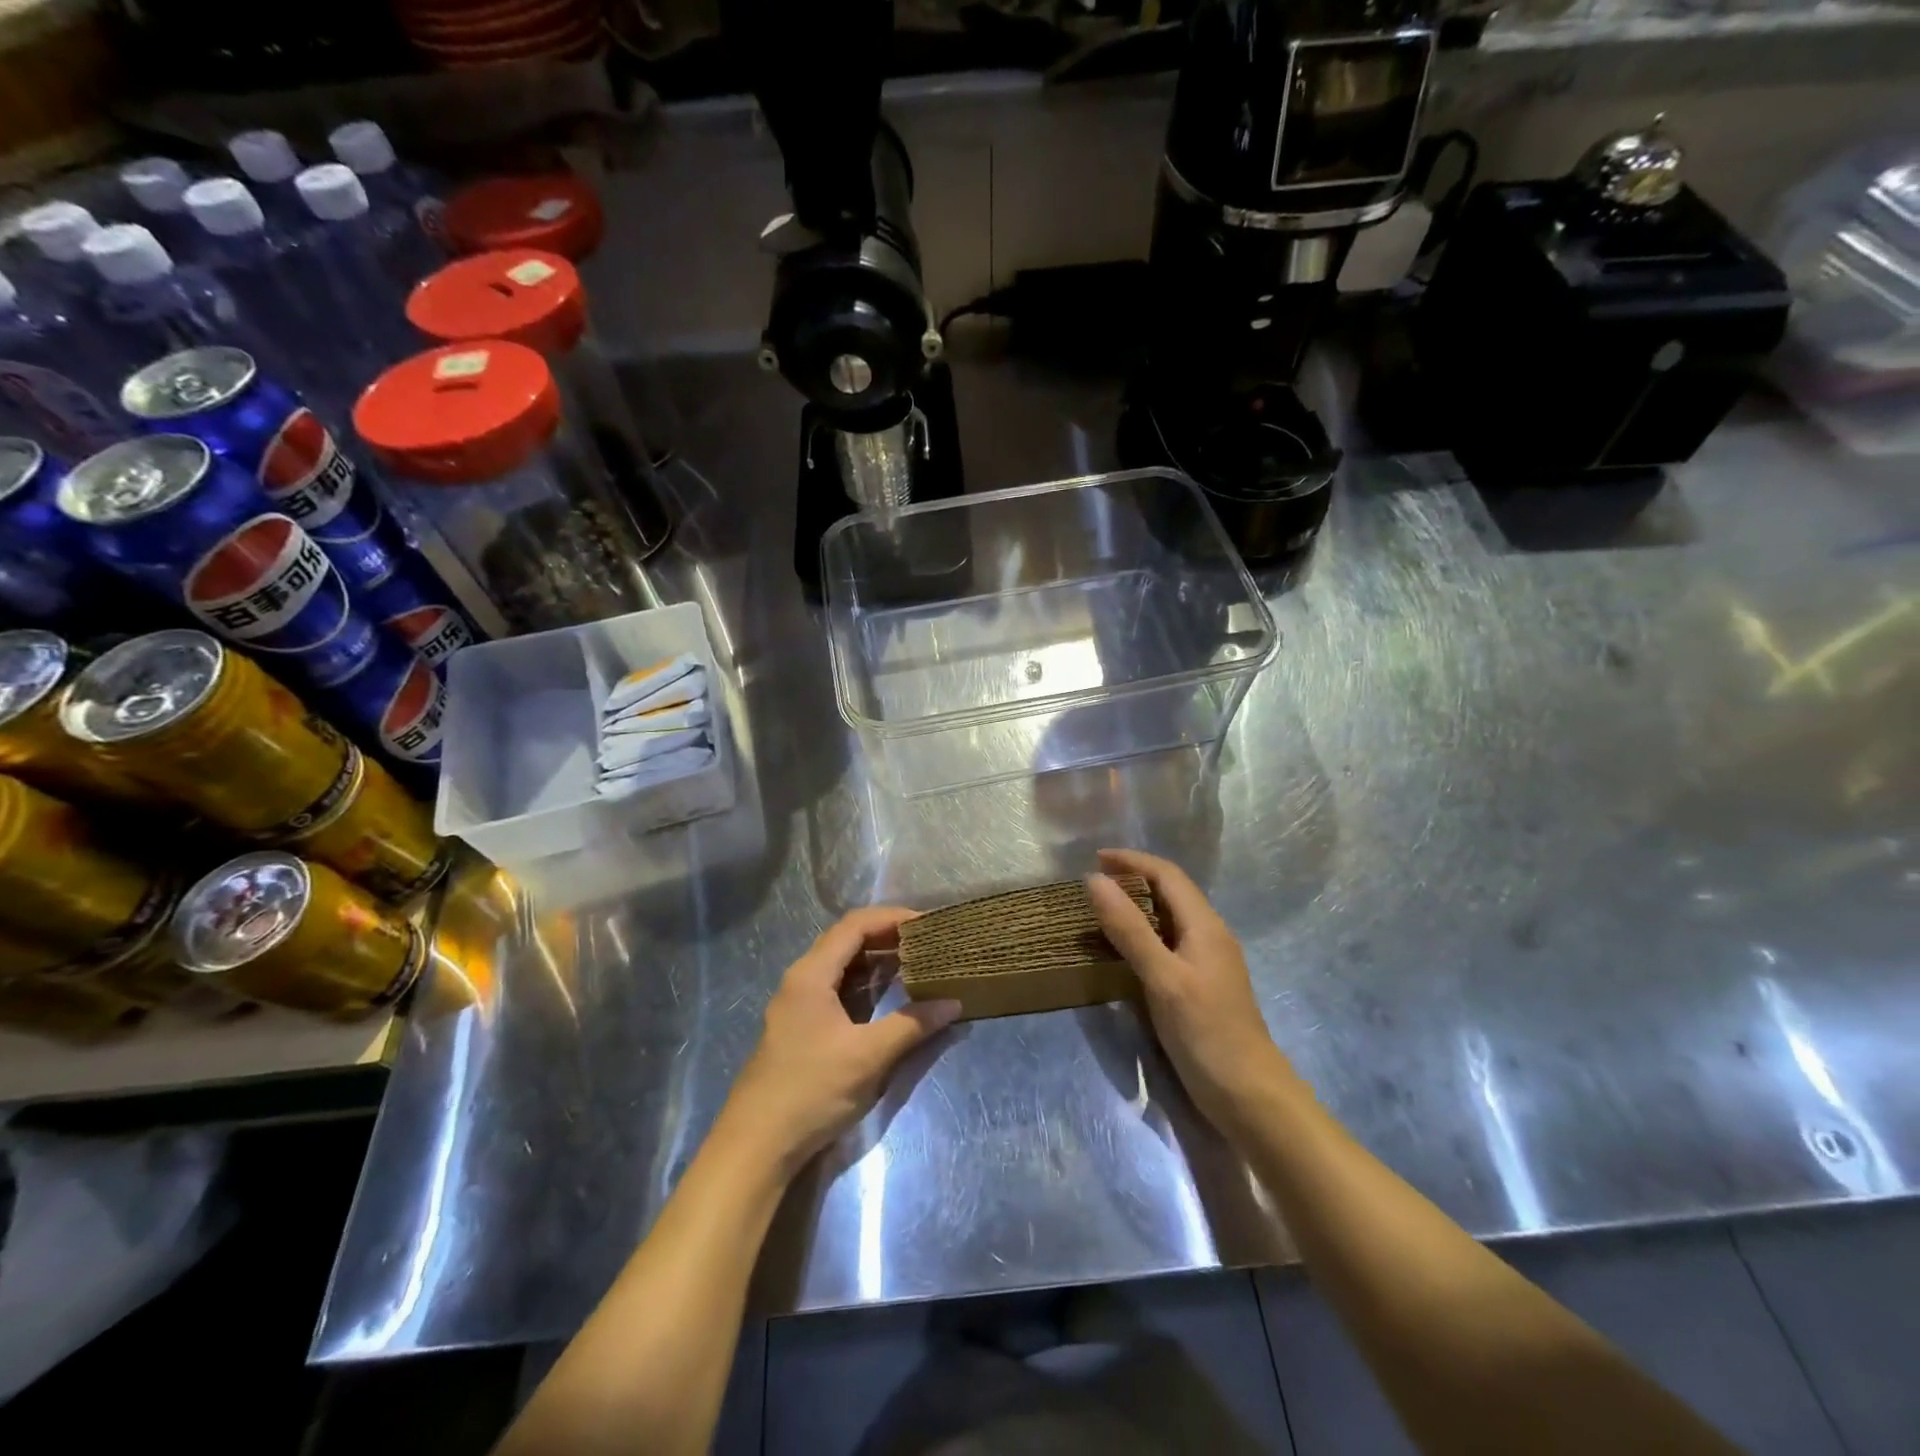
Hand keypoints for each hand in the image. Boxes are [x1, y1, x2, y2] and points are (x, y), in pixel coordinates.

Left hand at [719, 907, 960, 1175]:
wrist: (756, 1146)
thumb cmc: (811, 1091)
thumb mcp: (868, 1057)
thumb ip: (911, 1025)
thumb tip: (953, 1003)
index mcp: (812, 974)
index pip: (855, 925)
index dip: (892, 918)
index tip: (928, 924)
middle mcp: (802, 979)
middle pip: (847, 941)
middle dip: (888, 936)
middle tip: (928, 942)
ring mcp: (799, 1004)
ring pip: (843, 966)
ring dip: (877, 961)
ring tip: (917, 962)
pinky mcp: (802, 1027)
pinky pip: (838, 989)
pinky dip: (866, 985)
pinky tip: (890, 995)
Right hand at [1086, 848, 1299, 1133]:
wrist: (1250, 1097)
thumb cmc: (1206, 1033)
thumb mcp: (1162, 978)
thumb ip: (1129, 929)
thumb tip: (1094, 880)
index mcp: (1205, 925)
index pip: (1168, 875)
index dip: (1133, 860)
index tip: (1094, 859)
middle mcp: (1210, 935)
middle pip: (1171, 892)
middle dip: (1134, 879)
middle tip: (1093, 884)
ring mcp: (1208, 962)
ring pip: (1169, 918)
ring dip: (1137, 907)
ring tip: (1102, 911)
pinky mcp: (1201, 986)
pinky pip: (1169, 944)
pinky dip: (1143, 935)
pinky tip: (1124, 952)